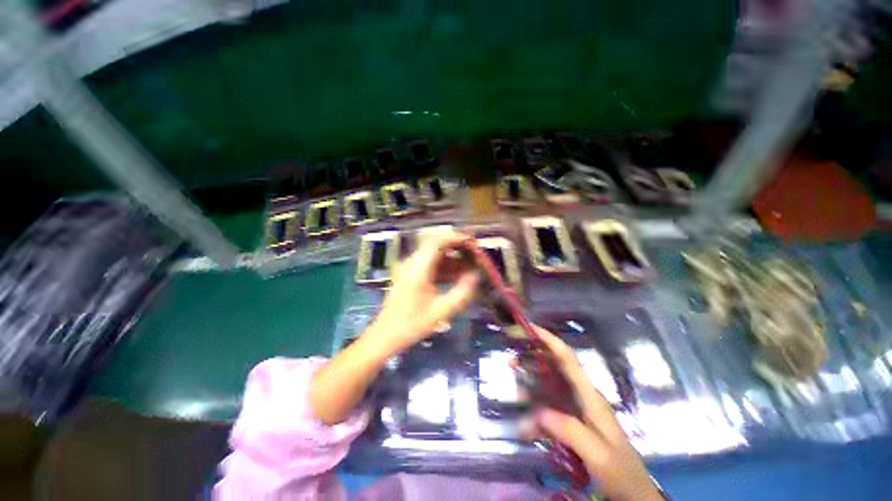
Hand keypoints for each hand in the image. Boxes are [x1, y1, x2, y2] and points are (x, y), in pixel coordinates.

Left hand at [368, 231, 478, 354]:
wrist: (385, 336)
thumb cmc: (412, 325)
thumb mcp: (441, 311)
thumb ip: (462, 292)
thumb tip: (476, 275)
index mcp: (417, 269)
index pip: (437, 242)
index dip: (456, 238)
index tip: (473, 243)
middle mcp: (412, 263)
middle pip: (436, 245)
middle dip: (457, 247)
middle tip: (475, 254)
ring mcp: (410, 268)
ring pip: (435, 255)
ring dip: (452, 258)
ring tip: (471, 266)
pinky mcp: (411, 275)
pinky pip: (431, 264)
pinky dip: (445, 267)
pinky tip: (458, 276)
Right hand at [531, 326, 662, 500]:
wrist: (633, 493)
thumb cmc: (620, 471)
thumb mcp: (598, 454)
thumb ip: (570, 430)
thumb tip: (538, 412)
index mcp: (590, 396)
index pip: (568, 359)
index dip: (549, 340)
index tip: (529, 329)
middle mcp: (582, 396)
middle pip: (555, 367)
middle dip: (533, 358)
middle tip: (511, 360)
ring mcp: (577, 408)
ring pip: (549, 386)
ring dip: (531, 384)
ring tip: (515, 390)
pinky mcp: (572, 421)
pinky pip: (549, 407)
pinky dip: (535, 410)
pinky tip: (525, 424)